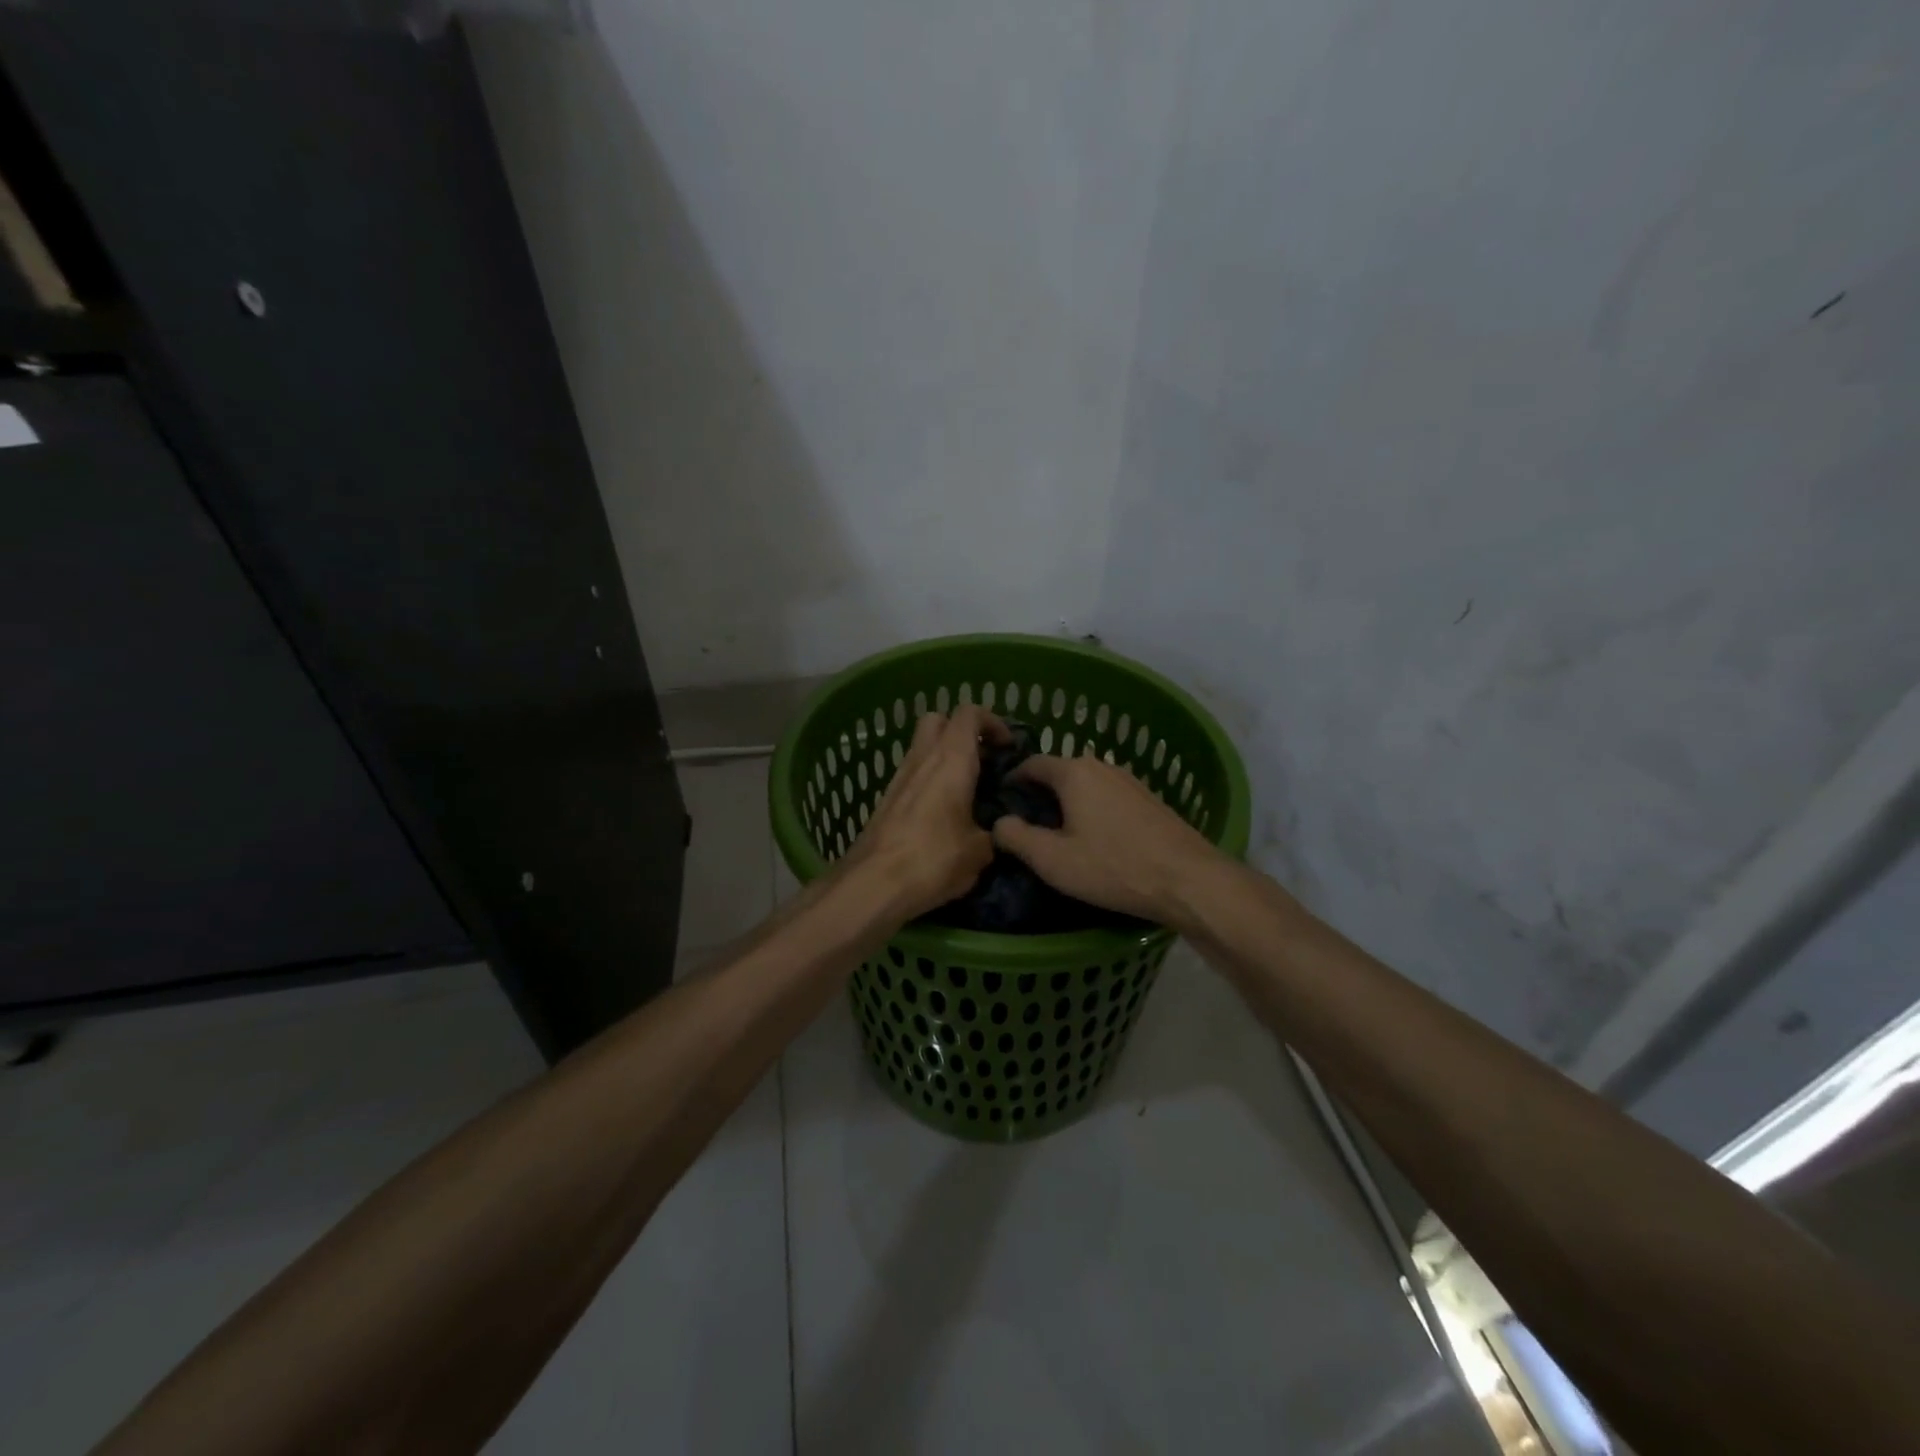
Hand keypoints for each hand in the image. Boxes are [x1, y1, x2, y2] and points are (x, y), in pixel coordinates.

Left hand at [842, 706, 1008, 920]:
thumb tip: (998, 832)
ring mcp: (899, 777)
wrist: (872, 884)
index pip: (969, 713)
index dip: (992, 721)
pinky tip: (942, 813)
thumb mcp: (979, 852)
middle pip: (939, 720)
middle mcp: (922, 758)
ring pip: (922, 747)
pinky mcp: (886, 799)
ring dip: (944, 758)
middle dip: (962, 732)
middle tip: (982, 759)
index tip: (1008, 746)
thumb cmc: (933, 860)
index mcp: (951, 760)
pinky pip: (912, 774)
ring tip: (966, 790)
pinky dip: (929, 780)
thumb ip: (994, 833)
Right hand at [990, 753, 1222, 925]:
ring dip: (1068, 803)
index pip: (1032, 763)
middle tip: (1027, 825)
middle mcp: (1102, 766)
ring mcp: (1130, 781)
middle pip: (1060, 773)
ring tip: (1059, 835)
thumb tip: (998, 822)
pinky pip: (1108, 797)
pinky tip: (1095, 839)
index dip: (1012, 780)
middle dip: (1040, 794)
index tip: (1001, 802)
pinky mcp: (1149, 800)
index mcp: (1074, 772)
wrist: (1187, 880)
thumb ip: (1017, 838)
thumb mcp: (1053, 860)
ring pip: (1086, 785)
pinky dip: (1092, 810)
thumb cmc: (1113, 867)